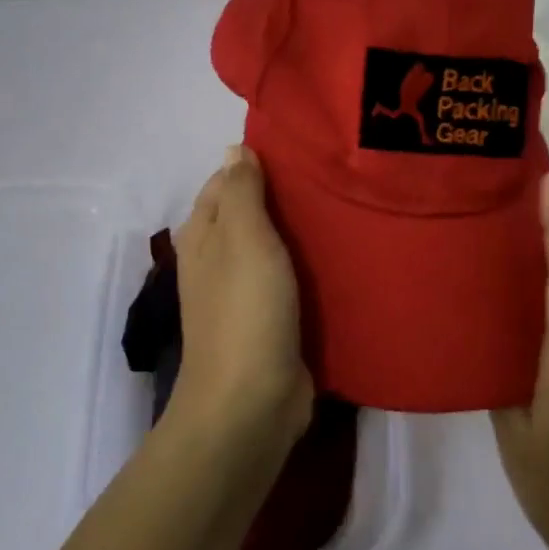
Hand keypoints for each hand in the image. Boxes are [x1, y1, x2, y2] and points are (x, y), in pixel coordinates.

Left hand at [167, 146, 313, 461]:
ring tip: (345, 208)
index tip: (303, 150)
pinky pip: (290, 282)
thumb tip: (235, 148)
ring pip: (273, 249)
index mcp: (203, 236)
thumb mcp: (243, 238)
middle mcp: (217, 261)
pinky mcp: (270, 323)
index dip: (257, 164)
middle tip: (334, 177)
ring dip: (301, 233)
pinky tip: (341, 257)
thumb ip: (241, 191)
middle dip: (285, 197)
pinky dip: (309, 269)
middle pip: (251, 215)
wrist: (251, 402)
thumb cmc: (245, 310)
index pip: (226, 183)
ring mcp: (243, 295)